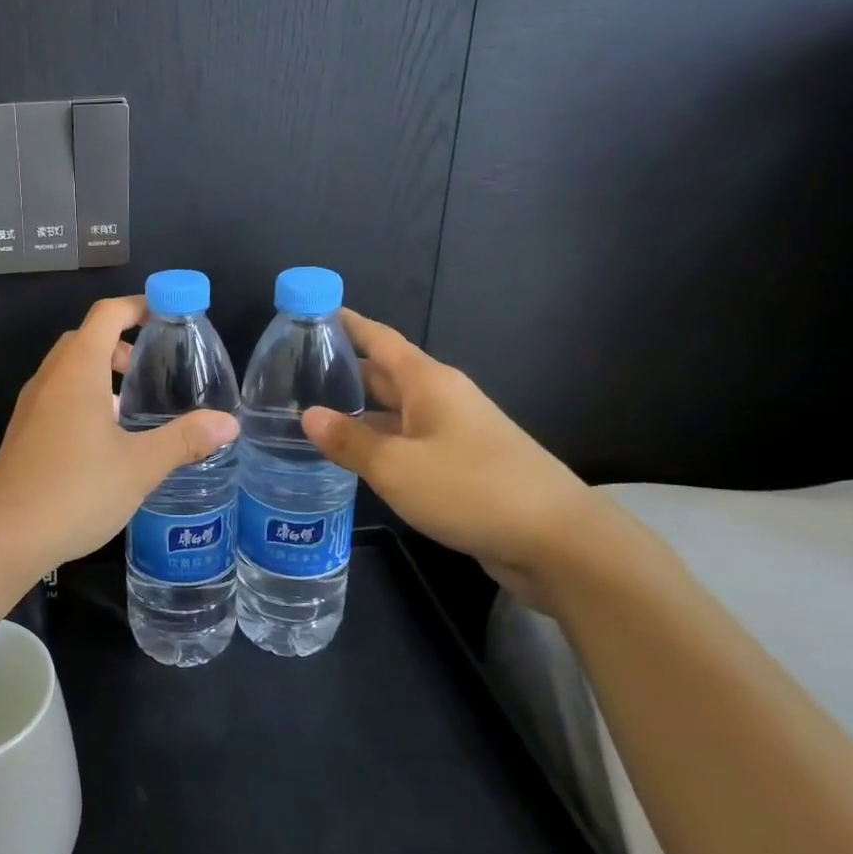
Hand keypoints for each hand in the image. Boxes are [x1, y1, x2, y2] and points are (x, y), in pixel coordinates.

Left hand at [0, 296, 239, 577]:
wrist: (5, 535)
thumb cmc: (75, 490)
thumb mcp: (140, 466)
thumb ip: (184, 439)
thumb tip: (229, 423)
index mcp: (78, 370)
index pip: (107, 314)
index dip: (138, 306)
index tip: (169, 314)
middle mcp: (50, 378)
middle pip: (86, 338)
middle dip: (121, 342)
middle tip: (153, 367)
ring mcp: (32, 405)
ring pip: (69, 369)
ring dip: (101, 372)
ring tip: (135, 406)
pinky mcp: (24, 432)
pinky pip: (58, 396)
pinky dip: (84, 397)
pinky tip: (106, 440)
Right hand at [300, 309, 597, 611]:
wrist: (558, 541)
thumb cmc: (471, 488)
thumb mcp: (396, 466)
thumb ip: (349, 441)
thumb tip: (308, 415)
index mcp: (428, 383)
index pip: (380, 339)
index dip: (348, 324)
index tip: (313, 312)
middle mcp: (442, 399)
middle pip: (385, 374)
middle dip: (344, 370)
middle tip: (294, 372)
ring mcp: (455, 432)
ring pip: (395, 412)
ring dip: (358, 411)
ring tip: (311, 415)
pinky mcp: (462, 465)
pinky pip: (408, 442)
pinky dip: (379, 442)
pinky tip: (354, 457)